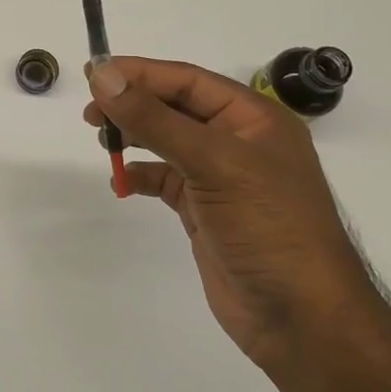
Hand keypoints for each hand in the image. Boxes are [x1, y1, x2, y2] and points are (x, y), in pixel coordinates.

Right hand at [84, 57, 372, 374]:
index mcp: (253, 118)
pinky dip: (141, 175)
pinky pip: (165, 179)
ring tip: (101, 139)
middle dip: (133, 104)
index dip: (140, 73)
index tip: (93, 73)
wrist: (300, 318)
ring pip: (167, 141)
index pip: (187, 81)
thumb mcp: (212, 163)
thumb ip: (155, 119)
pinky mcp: (206, 210)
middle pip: (175, 107)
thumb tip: (103, 77)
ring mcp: (222, 177)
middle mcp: (238, 141)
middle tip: (90, 111)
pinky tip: (121, 180)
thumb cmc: (267, 227)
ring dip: (134, 136)